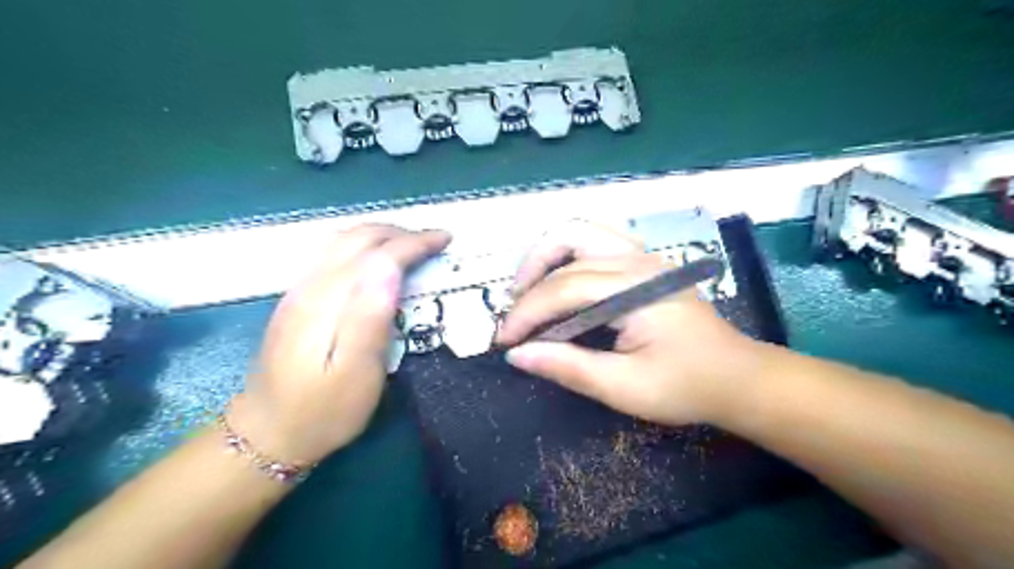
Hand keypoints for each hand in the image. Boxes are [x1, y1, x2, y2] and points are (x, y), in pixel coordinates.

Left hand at [230, 224, 452, 464]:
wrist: (268, 432)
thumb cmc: (324, 410)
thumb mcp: (357, 374)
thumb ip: (371, 318)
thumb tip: (390, 268)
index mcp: (329, 302)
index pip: (378, 254)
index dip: (415, 243)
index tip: (445, 240)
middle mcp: (311, 285)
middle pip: (358, 238)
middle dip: (401, 232)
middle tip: (434, 241)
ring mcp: (299, 289)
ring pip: (342, 239)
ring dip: (381, 234)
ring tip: (412, 243)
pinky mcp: (297, 297)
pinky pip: (332, 252)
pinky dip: (362, 244)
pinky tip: (375, 257)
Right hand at [499, 219, 759, 425]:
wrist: (737, 378)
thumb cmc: (685, 386)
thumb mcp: (624, 387)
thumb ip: (569, 367)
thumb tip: (517, 354)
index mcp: (635, 288)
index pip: (564, 288)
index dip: (527, 313)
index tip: (504, 340)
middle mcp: (637, 260)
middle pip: (568, 242)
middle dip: (531, 273)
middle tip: (513, 308)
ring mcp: (643, 257)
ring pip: (582, 233)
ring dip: (548, 256)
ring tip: (530, 290)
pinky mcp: (644, 264)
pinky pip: (596, 243)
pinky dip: (568, 256)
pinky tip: (561, 282)